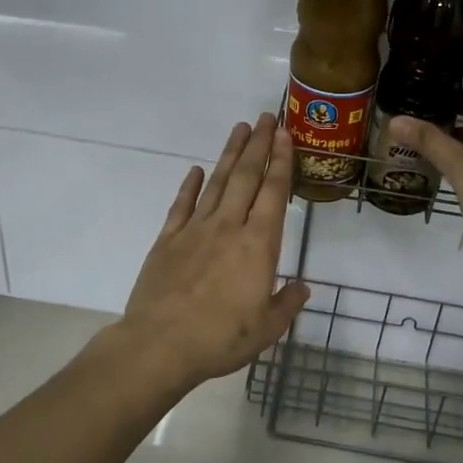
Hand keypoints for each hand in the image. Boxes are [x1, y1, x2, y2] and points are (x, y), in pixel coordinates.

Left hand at [117, 114, 311, 387]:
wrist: (160, 345)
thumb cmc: (220, 339)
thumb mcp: (267, 329)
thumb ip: (287, 303)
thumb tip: (302, 286)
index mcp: (258, 245)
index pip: (273, 193)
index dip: (280, 161)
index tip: (284, 135)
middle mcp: (228, 227)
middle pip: (245, 177)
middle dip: (258, 145)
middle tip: (265, 117)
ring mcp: (195, 230)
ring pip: (216, 183)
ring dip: (229, 154)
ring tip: (239, 129)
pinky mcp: (167, 240)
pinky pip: (181, 205)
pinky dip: (189, 185)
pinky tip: (196, 170)